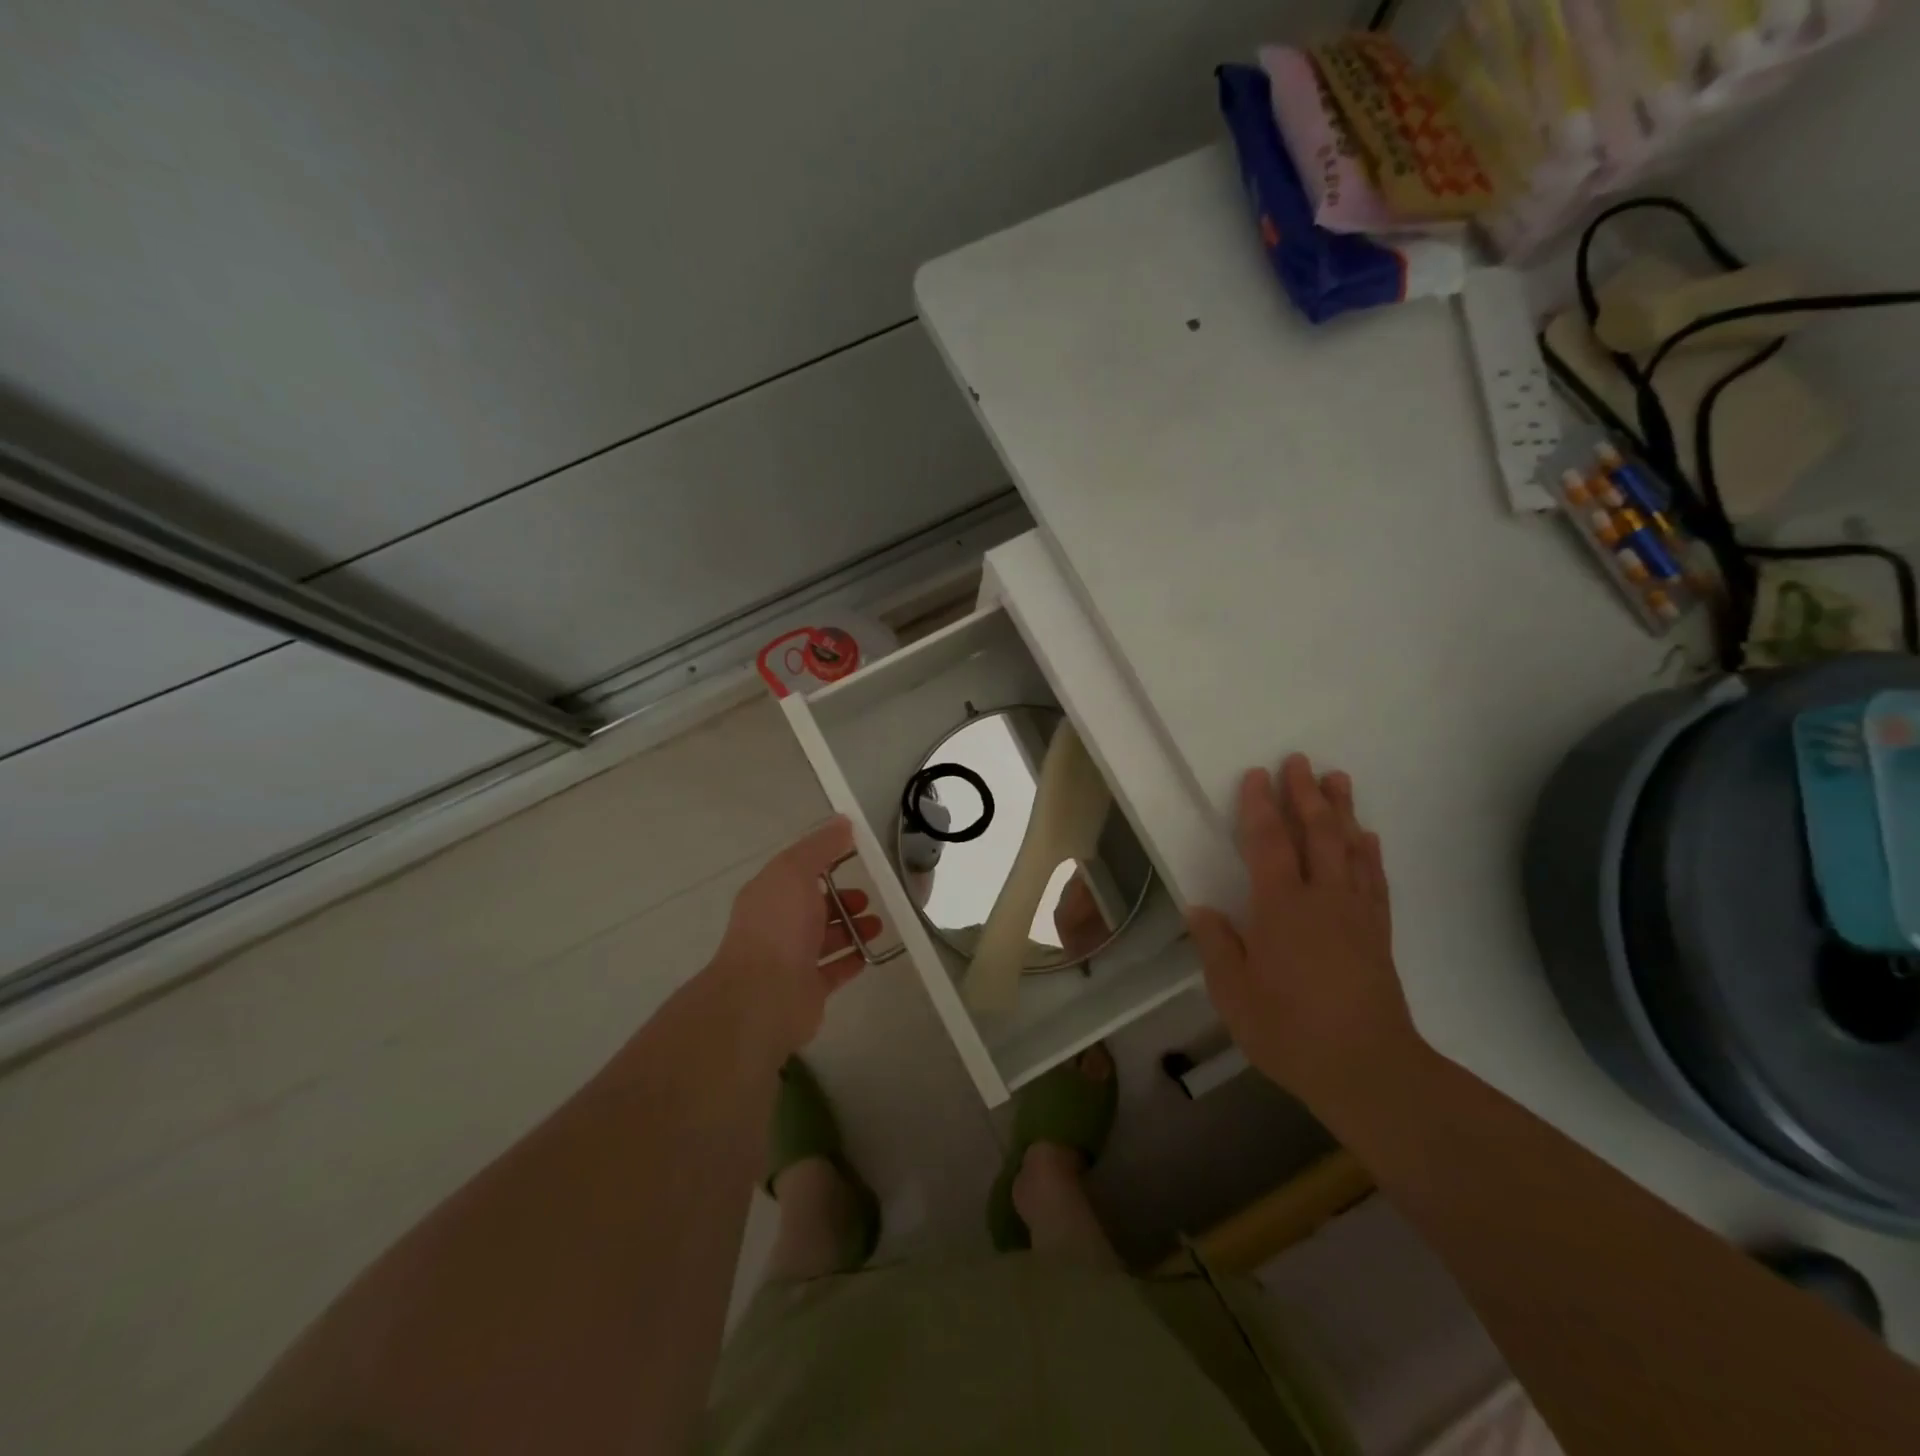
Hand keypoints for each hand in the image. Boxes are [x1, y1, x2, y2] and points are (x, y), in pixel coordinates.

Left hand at [706, 817, 883, 1056]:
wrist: (764, 996)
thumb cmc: (778, 926)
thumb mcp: (795, 871)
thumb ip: (820, 847)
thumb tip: (842, 821)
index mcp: (769, 894)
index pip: (798, 872)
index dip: (826, 862)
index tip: (855, 857)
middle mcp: (777, 925)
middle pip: (814, 907)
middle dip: (842, 900)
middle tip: (868, 899)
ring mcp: (791, 960)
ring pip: (826, 938)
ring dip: (852, 929)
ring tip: (878, 925)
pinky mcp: (807, 989)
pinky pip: (834, 970)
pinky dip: (852, 959)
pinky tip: (870, 953)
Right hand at [1186, 755, 1417, 1109]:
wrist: (1368, 1070)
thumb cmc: (1290, 1030)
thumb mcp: (1233, 994)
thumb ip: (1217, 946)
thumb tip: (1201, 909)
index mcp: (1281, 908)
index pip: (1269, 843)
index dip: (1260, 806)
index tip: (1256, 775)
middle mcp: (1322, 899)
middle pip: (1317, 834)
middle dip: (1305, 794)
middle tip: (1300, 761)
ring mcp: (1356, 914)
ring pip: (1350, 849)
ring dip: (1343, 811)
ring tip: (1338, 779)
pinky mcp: (1378, 934)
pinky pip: (1375, 881)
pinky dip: (1371, 854)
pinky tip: (1369, 838)